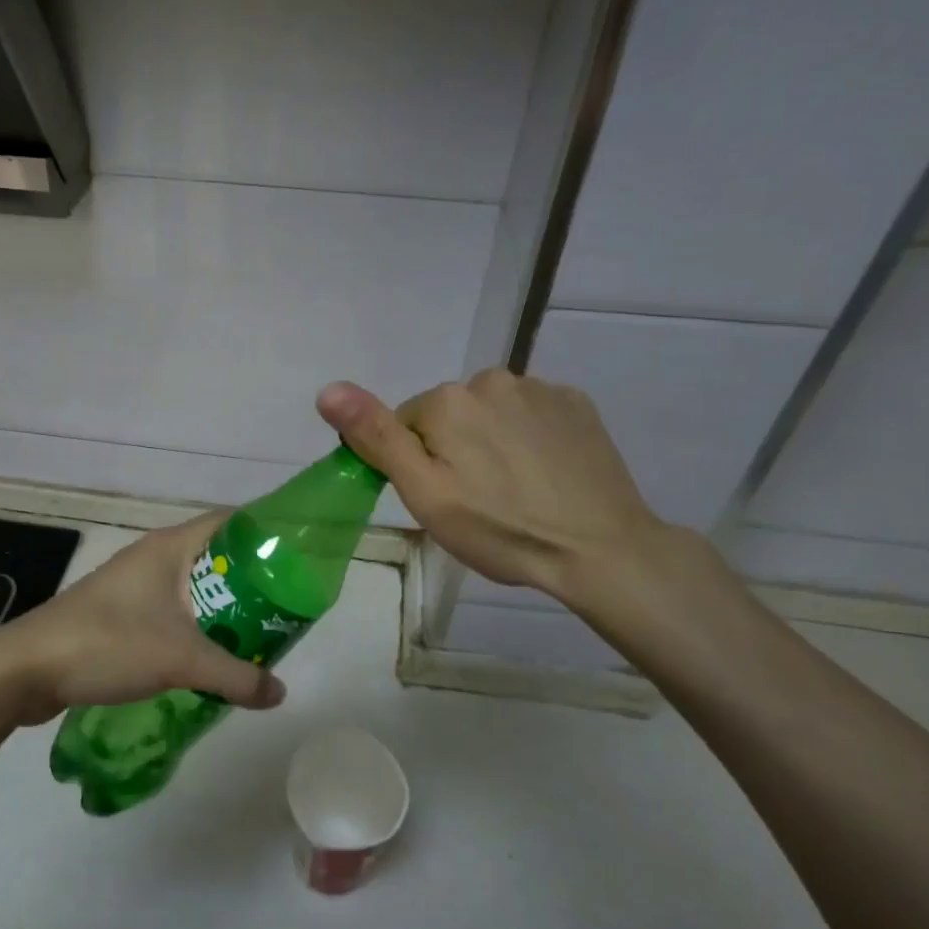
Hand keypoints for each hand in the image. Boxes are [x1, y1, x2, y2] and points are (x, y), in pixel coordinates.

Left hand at [0, 512, 287, 726]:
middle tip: (284, 608)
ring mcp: (132, 585)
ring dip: (222, 608)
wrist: (27, 669)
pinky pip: (170, 611)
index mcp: (169, 547)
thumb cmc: (109, 643)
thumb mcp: (181, 660)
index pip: (230, 522)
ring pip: (192, 588)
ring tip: (256, 635)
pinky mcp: (118, 613)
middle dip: (250, 581)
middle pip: (215, 558)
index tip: (296, 558)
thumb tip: (280, 693)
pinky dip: (195, 627)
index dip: (265, 533)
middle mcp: (152, 557)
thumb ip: (237, 676)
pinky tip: (209, 657)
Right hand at [316, 370, 669, 606]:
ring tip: (514, 491)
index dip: (415, 464)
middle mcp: (492, 379)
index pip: (406, 424)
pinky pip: (532, 415)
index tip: (440, 499)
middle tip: (476, 501)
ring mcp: (541, 389)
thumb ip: (376, 436)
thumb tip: (328, 389)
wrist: (599, 549)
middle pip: (449, 415)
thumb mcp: (425, 493)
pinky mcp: (577, 404)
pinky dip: (529, 438)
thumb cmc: (500, 529)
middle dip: (452, 449)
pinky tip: (545, 475)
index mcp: (448, 400)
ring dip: (491, 441)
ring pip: (491, 413)